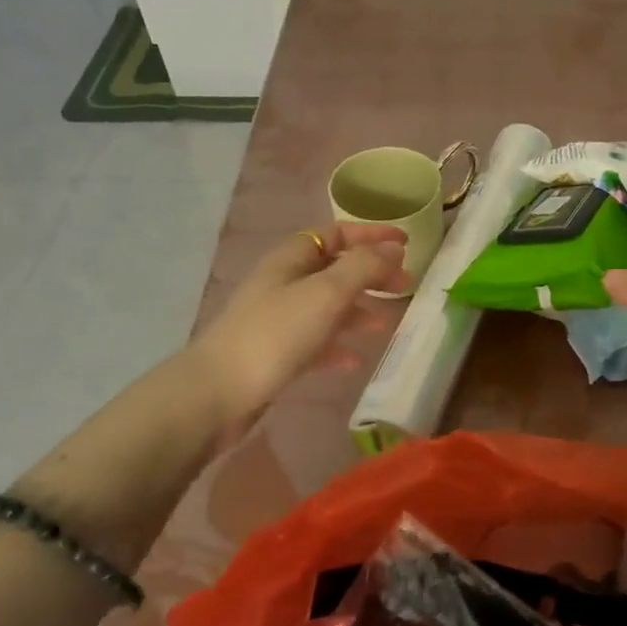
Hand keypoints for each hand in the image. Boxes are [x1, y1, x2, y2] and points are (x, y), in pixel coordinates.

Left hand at [190, 223, 408, 421]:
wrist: (219, 392)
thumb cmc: (276, 333)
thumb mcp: (327, 292)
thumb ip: (364, 267)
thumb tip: (394, 248)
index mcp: (292, 258)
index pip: (336, 233)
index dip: (372, 235)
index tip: (406, 243)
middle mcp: (284, 282)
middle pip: (335, 268)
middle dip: (371, 273)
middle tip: (405, 285)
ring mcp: (278, 318)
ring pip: (327, 305)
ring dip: (358, 309)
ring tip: (385, 322)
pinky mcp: (277, 352)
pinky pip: (316, 341)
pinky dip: (338, 344)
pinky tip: (356, 359)